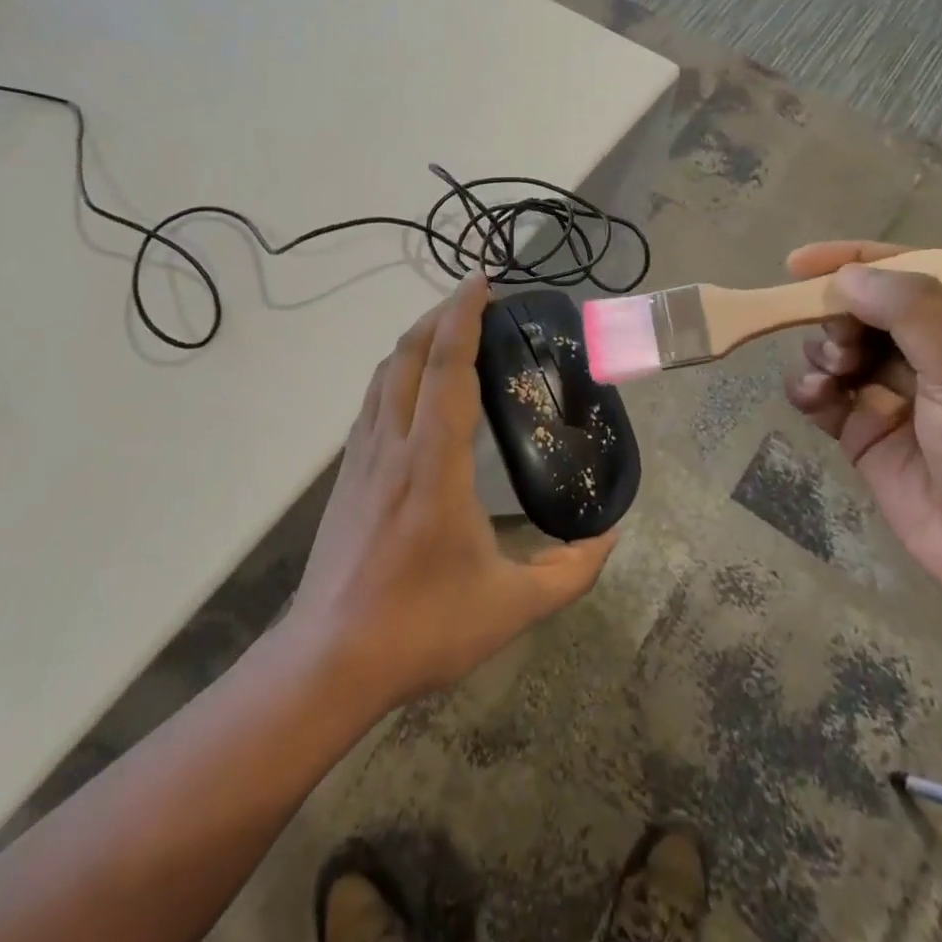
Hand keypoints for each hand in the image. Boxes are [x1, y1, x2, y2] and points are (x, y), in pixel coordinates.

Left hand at [287, 273, 619, 712]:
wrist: (329, 659)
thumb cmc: (422, 627)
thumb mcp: (511, 606)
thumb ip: (571, 571)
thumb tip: (612, 537)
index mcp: (434, 462)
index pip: (448, 367)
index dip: (464, 317)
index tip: (482, 282)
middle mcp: (393, 443)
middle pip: (410, 354)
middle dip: (441, 315)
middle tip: (477, 301)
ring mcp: (362, 456)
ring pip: (385, 374)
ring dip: (417, 341)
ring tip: (451, 334)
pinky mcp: (346, 474)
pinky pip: (373, 401)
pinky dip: (398, 373)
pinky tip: (416, 389)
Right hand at [782, 241, 941, 618]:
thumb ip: (913, 313)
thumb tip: (846, 277)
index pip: (909, 269)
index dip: (853, 259)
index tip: (797, 264)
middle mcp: (934, 349)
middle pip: (863, 306)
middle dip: (837, 316)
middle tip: (839, 344)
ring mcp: (896, 390)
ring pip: (836, 346)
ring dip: (821, 352)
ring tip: (832, 377)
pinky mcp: (867, 430)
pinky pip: (823, 392)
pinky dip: (809, 388)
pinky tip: (814, 398)